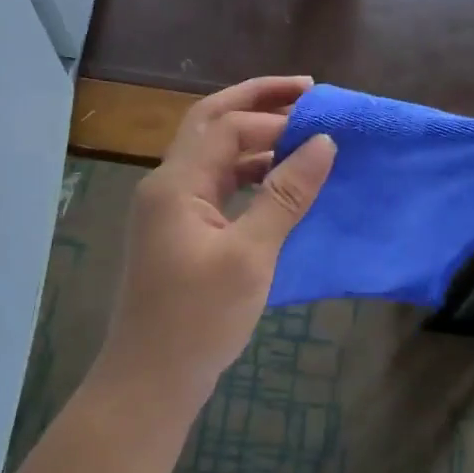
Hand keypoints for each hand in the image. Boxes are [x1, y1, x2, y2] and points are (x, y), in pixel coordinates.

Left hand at [97, 76, 336, 414]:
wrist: (150, 383)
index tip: (322, 121)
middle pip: (210, 123)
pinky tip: (278, 181)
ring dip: (253, 137)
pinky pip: (216, 186)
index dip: (274, 119)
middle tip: (305, 89)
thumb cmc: (198, 320)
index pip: (227, 126)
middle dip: (256, 101)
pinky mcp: (180, 233)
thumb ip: (285, 195)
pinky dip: (248, 173)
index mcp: (176, 183)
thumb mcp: (250, 255)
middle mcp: (167, 186)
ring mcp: (170, 210)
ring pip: (213, 155)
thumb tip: (323, 143)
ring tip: (300, 131)